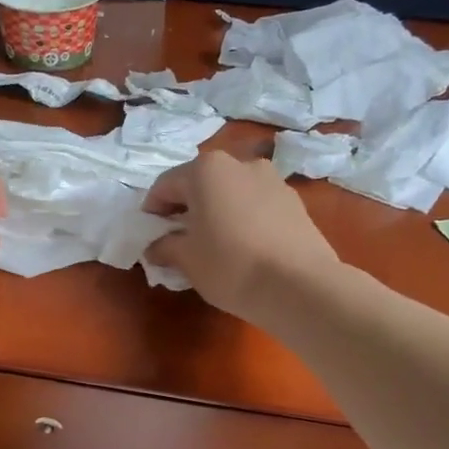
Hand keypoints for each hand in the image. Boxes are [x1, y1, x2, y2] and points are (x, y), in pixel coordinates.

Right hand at [143, 151, 341, 319]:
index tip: (150, 233)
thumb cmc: (230, 265)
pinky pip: (256, 205)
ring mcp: (272, 180)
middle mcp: (240, 164)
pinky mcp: (295, 202)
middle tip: (179, 237)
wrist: (299, 285)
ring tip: (214, 242)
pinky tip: (244, 246)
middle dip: (187, 207)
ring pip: (232, 192)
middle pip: (201, 183)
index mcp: (206, 170)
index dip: (152, 210)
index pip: (165, 185)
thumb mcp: (186, 260)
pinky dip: (243, 218)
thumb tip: (155, 248)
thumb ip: (165, 247)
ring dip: (217, 210)